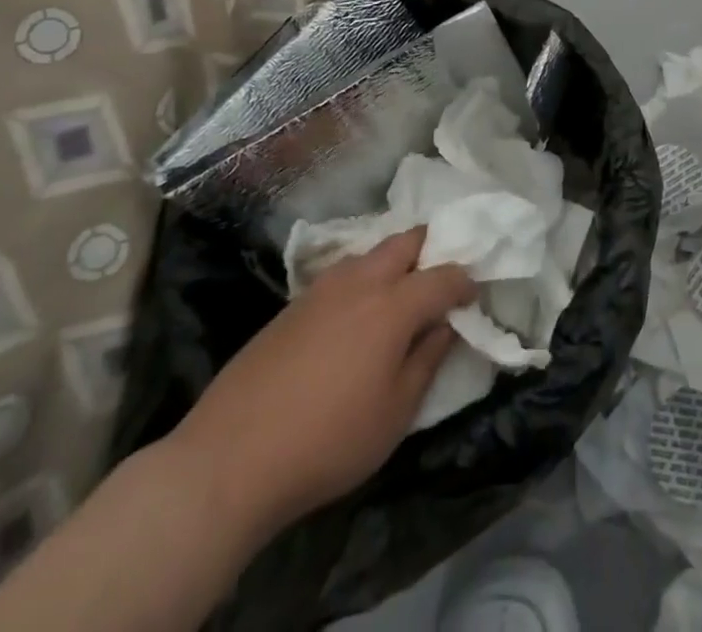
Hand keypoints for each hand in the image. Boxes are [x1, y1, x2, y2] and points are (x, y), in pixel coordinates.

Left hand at [165, 227, 474, 540]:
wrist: (229, 460)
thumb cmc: (328, 441)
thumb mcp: (395, 413)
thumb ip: (427, 360)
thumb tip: (446, 325)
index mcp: (393, 305)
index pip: (444, 275)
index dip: (465, 282)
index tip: (473, 296)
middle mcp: (360, 282)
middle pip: (406, 241)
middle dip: (431, 249)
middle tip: (438, 280)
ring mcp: (321, 289)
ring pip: (370, 253)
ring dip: (393, 262)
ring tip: (398, 297)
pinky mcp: (291, 306)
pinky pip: (341, 275)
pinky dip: (361, 280)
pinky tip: (354, 317)